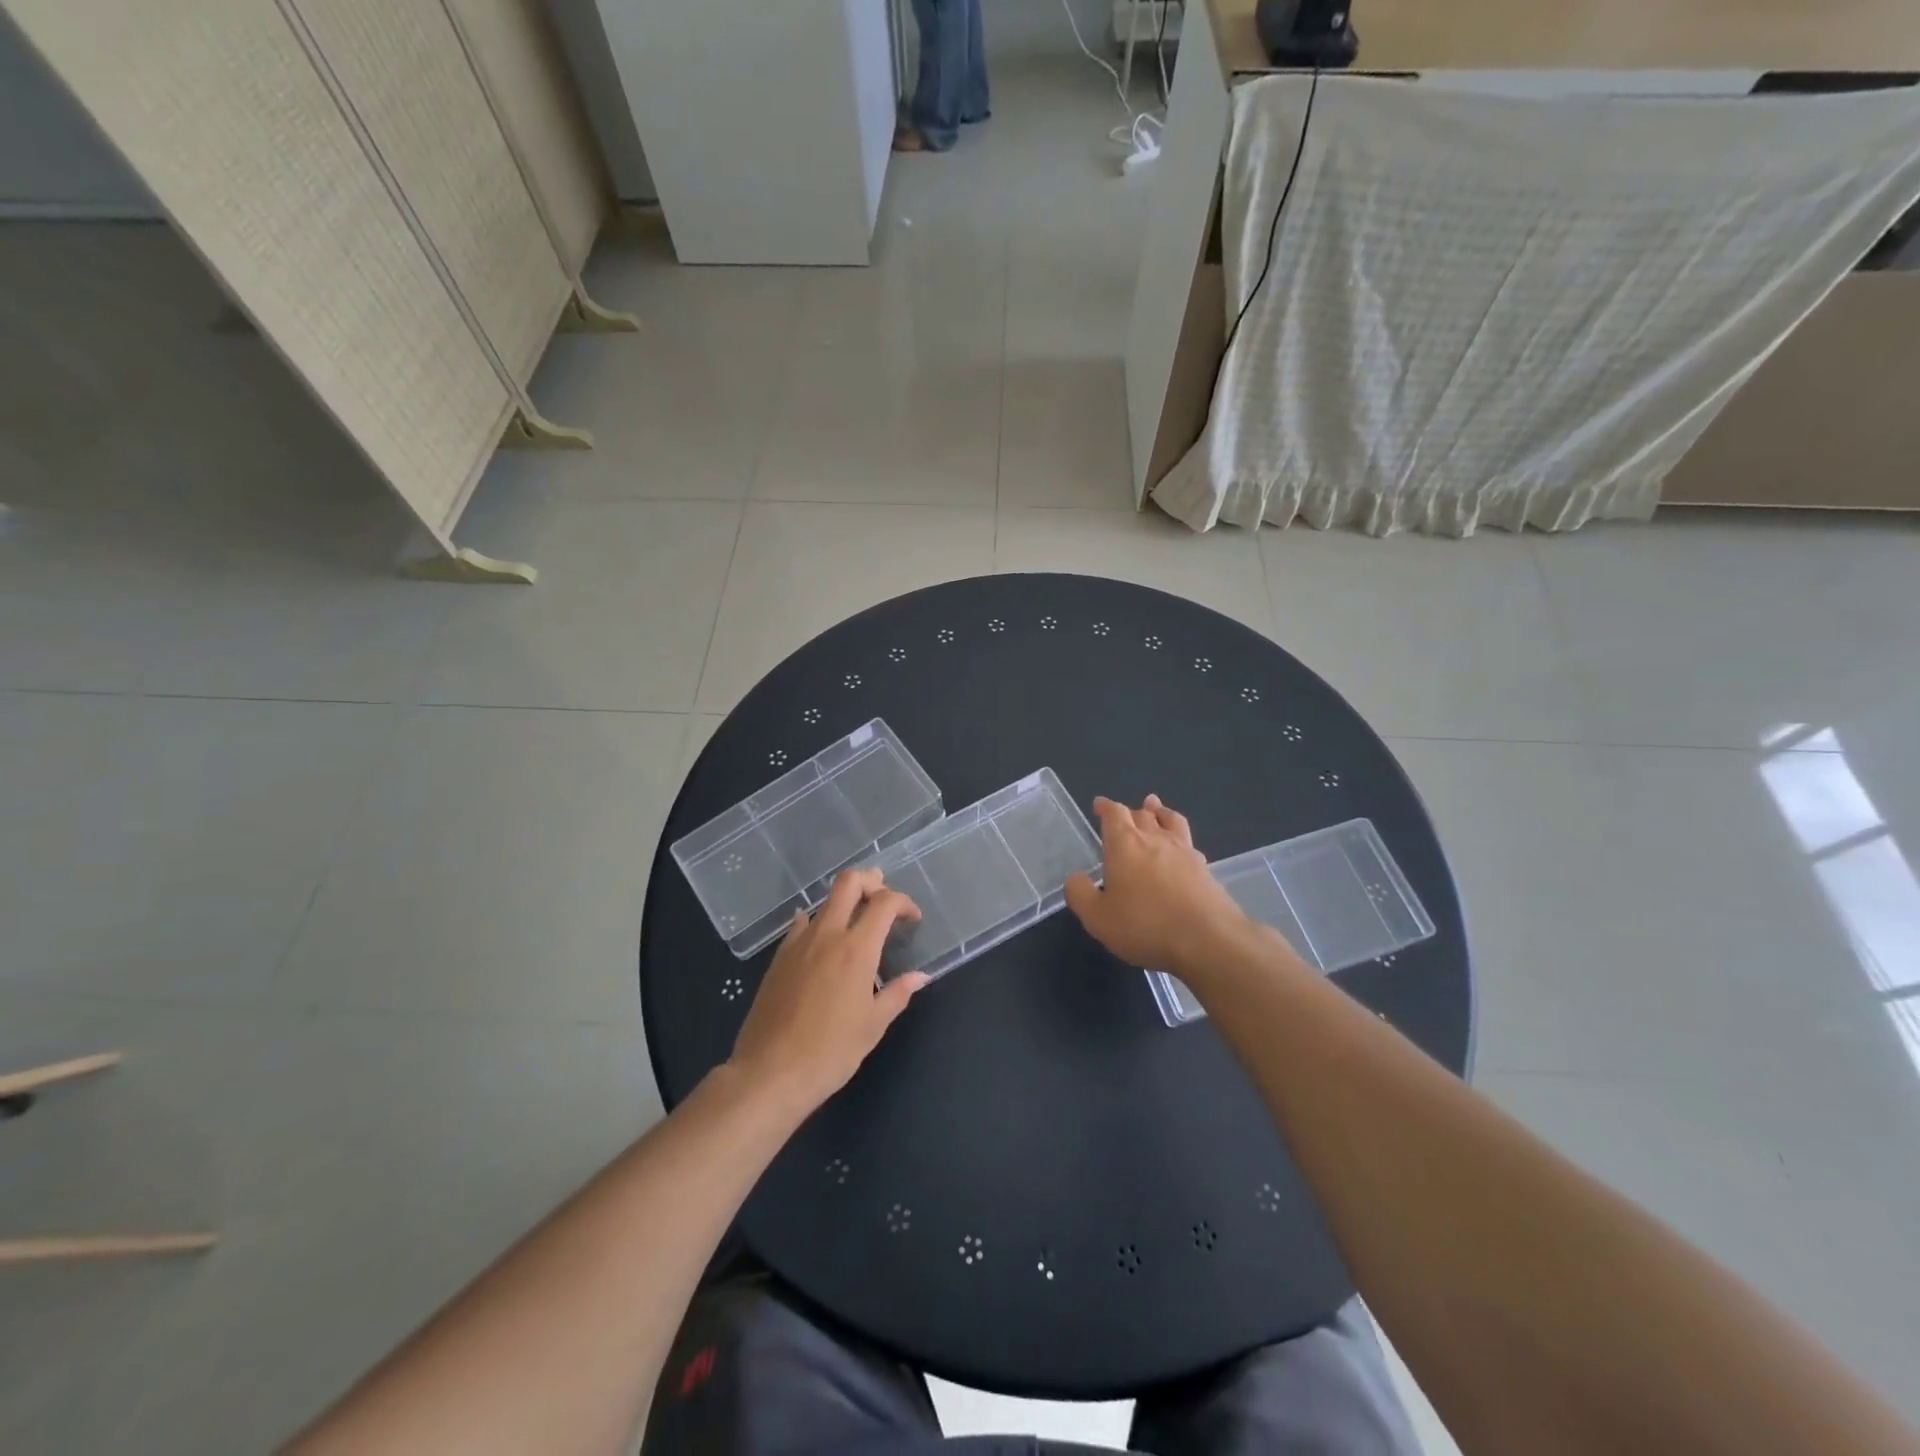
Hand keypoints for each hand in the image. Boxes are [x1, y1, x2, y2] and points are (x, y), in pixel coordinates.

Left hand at [729, 868, 929, 1109]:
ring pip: (824, 902)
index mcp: (856, 949)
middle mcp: (827, 935)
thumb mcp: (873, 1026)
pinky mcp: (779, 957)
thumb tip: (919, 976)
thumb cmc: (830, 1052)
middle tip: (883, 898)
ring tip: (858, 921)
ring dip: (845, 901)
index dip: (904, 902)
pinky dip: (817, 922)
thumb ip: (898, 994)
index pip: (884, 902)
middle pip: (848, 883)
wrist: (770, 1073)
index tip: (913, 919)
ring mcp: (798, 943)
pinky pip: (801, 925)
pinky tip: (823, 940)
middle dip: (871, 880)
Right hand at [1065, 795, 1249, 978]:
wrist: (1208, 940)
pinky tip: (1180, 849)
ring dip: (1161, 812)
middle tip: (1126, 813)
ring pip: (1171, 821)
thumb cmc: (1145, 925)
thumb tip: (1076, 878)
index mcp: (1125, 844)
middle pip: (1143, 814)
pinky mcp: (1206, 870)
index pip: (1114, 814)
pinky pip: (1189, 844)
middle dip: (1132, 810)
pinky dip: (1180, 839)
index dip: (1106, 807)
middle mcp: (1155, 839)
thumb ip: (1080, 894)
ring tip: (1156, 808)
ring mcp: (1185, 852)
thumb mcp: (1097, 917)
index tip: (1099, 805)